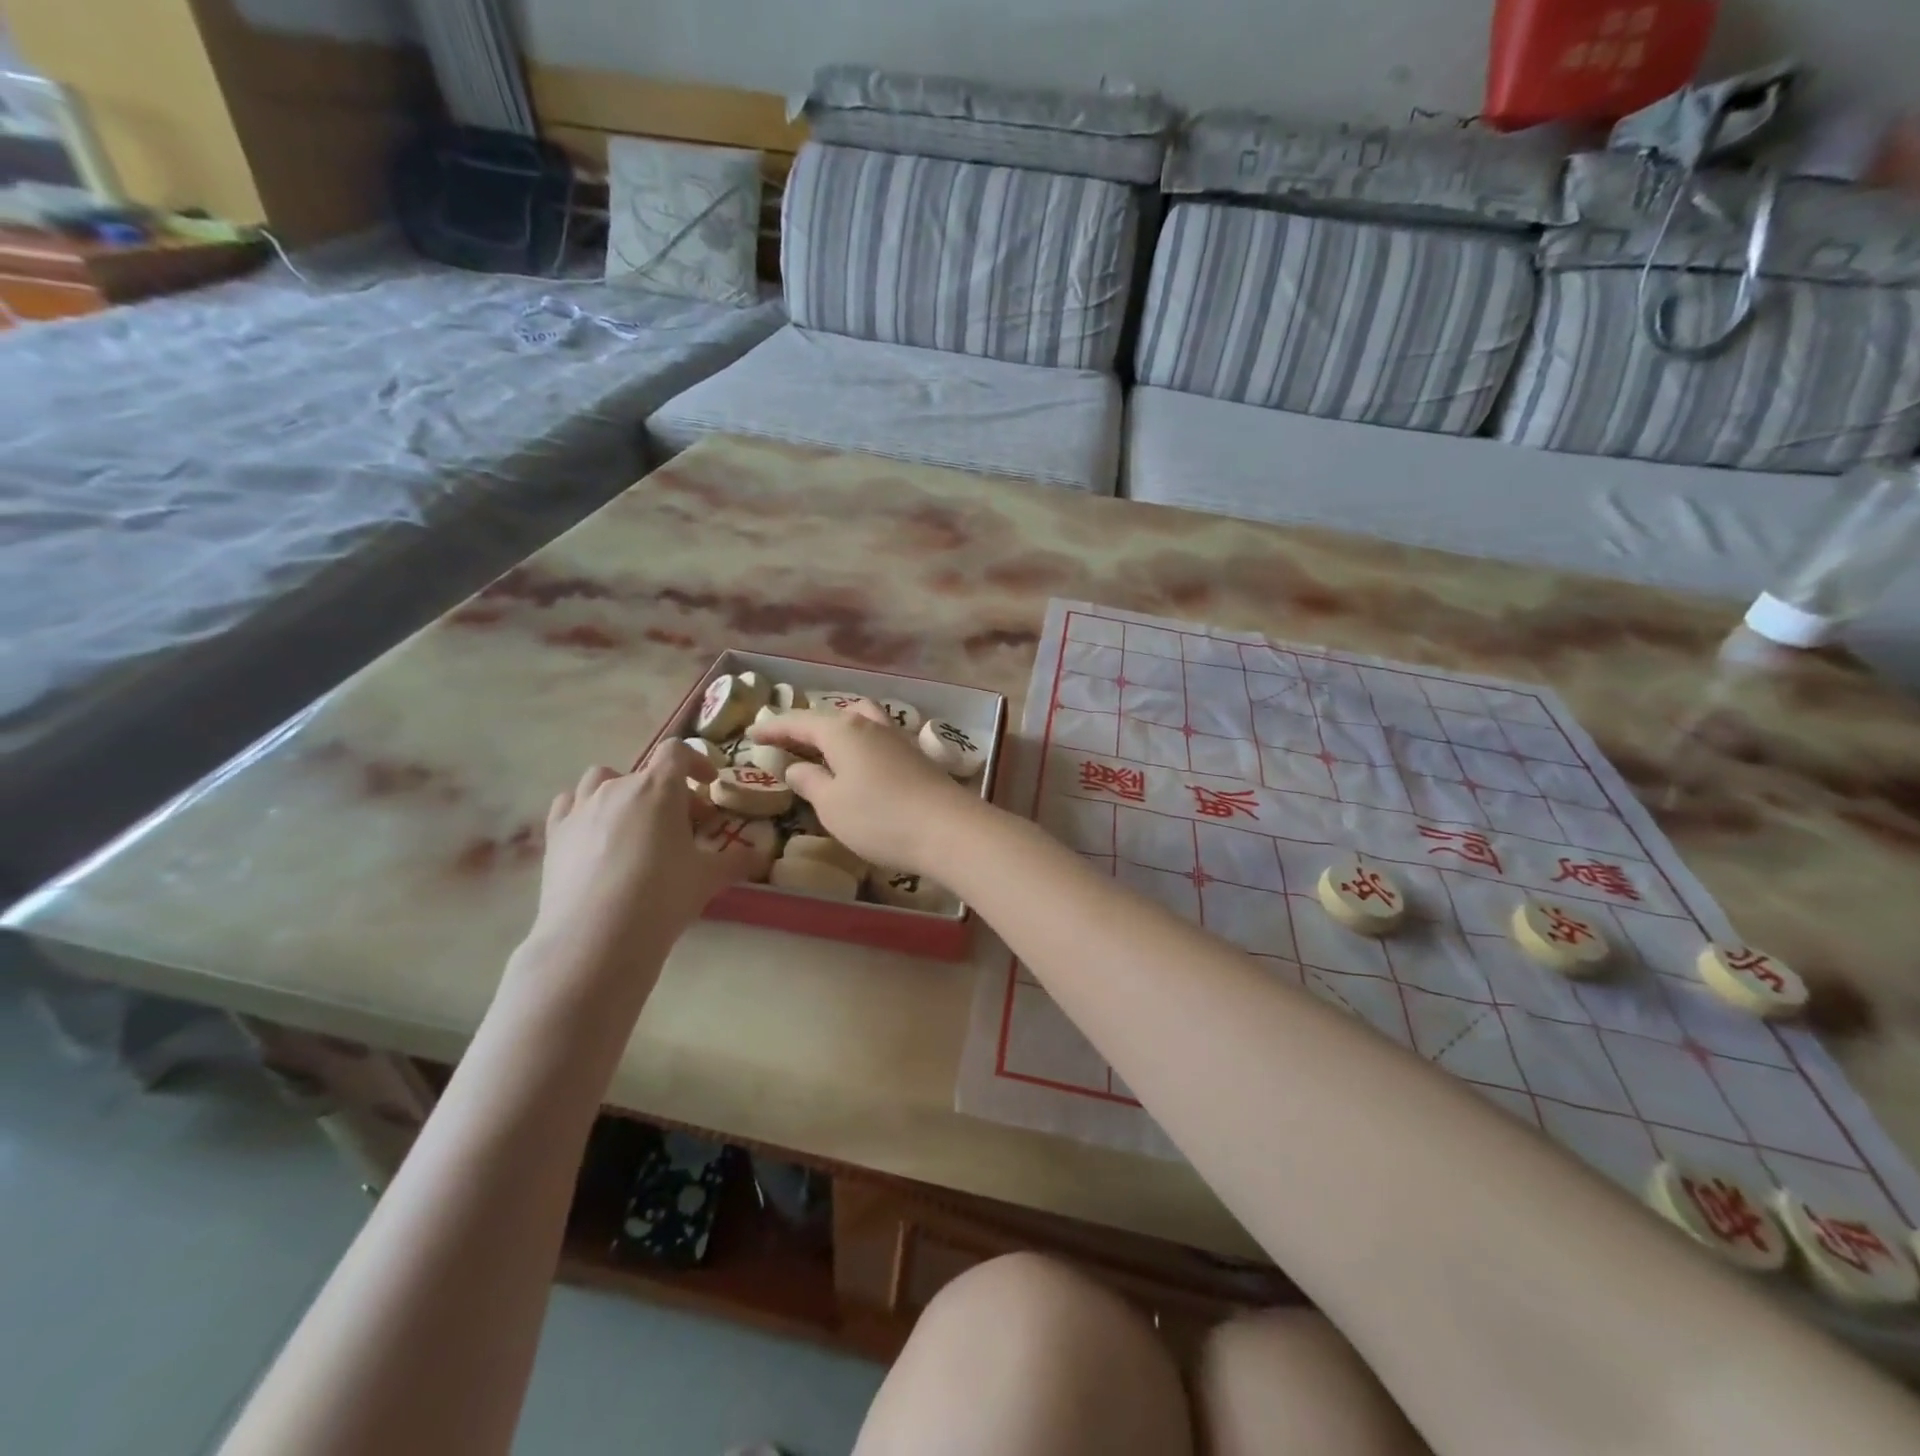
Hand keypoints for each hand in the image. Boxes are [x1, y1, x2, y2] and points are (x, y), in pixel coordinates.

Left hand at [522, 741, 766, 979]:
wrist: (595, 937)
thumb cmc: (662, 897)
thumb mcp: (709, 878)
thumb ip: (737, 860)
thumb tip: (759, 855)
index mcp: (659, 788)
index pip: (677, 752)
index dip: (697, 762)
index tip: (708, 785)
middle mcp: (618, 787)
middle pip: (647, 773)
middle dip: (669, 794)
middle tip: (684, 827)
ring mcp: (581, 808)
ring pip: (602, 780)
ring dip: (623, 792)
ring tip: (634, 824)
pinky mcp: (555, 834)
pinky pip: (569, 804)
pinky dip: (584, 809)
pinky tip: (595, 835)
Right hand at [748, 702, 984, 873]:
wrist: (948, 829)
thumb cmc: (879, 818)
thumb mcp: (831, 805)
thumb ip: (809, 782)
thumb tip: (796, 767)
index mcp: (842, 730)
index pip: (799, 722)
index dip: (773, 728)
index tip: (751, 734)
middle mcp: (870, 725)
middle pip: (831, 716)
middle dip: (805, 726)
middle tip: (784, 740)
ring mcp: (897, 738)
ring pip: (860, 720)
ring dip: (837, 728)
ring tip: (823, 745)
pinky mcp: (916, 756)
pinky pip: (877, 737)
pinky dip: (859, 742)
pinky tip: (859, 760)